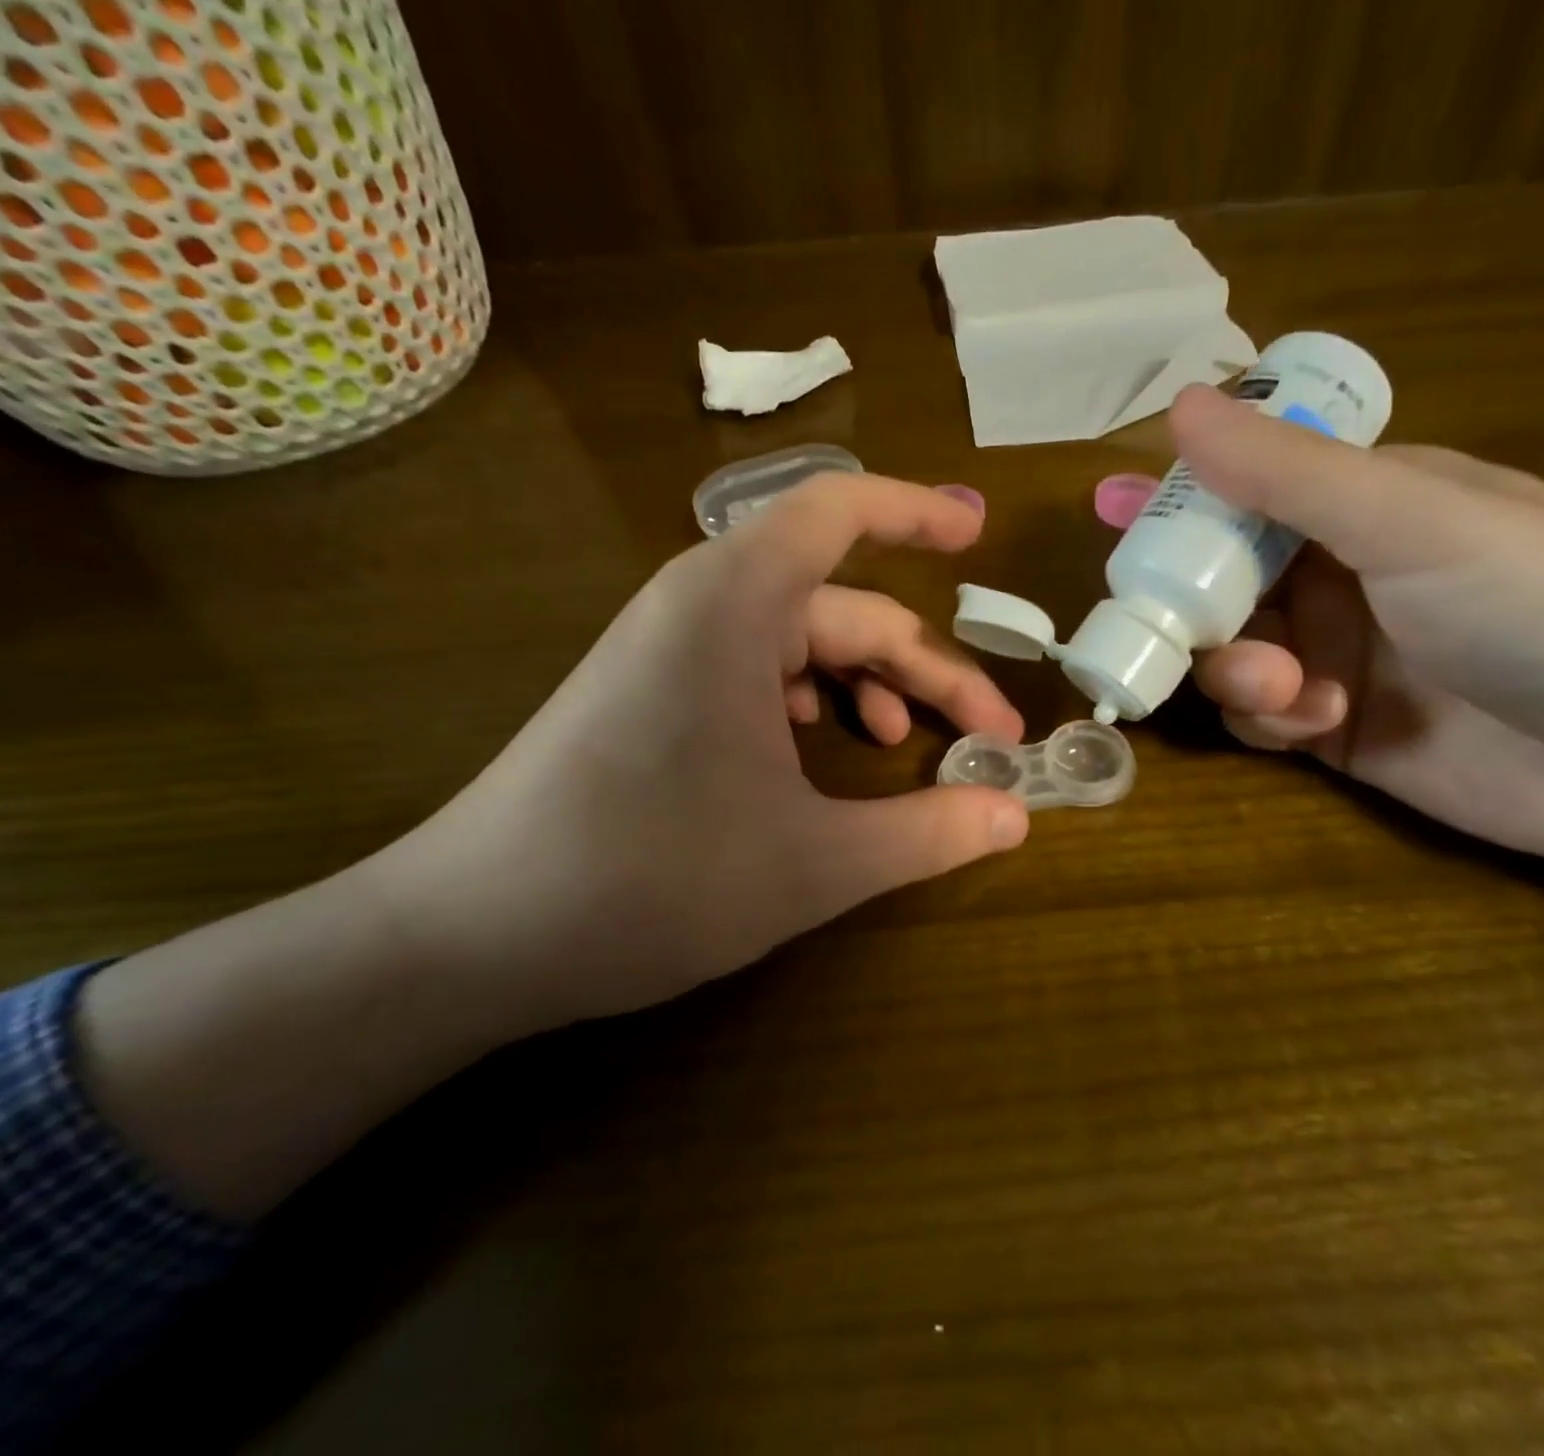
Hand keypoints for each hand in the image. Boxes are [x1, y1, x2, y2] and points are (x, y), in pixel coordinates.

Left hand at [377, 472, 1028, 1036]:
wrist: (470, 936)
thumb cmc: (647, 880)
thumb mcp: (814, 864)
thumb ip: (927, 833)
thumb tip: (1016, 816)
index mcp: (734, 607)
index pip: (838, 512)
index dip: (916, 514)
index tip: (978, 535)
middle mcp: (699, 608)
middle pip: (842, 608)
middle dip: (923, 669)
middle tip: (989, 737)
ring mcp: (668, 652)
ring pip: (799, 645)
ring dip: (867, 689)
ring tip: (902, 748)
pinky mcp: (649, 696)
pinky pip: (753, 674)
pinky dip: (809, 704)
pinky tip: (822, 757)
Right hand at [1171, 384, 1543, 866]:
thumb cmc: (1542, 606)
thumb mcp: (1412, 522)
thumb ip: (1288, 474)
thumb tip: (1181, 404)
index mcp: (1361, 505)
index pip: (1245, 487)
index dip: (1178, 497)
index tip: (1112, 508)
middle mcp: (1337, 575)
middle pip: (1219, 577)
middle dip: (1193, 601)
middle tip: (1162, 623)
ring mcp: (1332, 654)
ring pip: (1228, 651)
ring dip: (1235, 669)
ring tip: (1281, 689)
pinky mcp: (1329, 726)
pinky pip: (1257, 714)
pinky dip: (1266, 717)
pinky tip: (1311, 722)